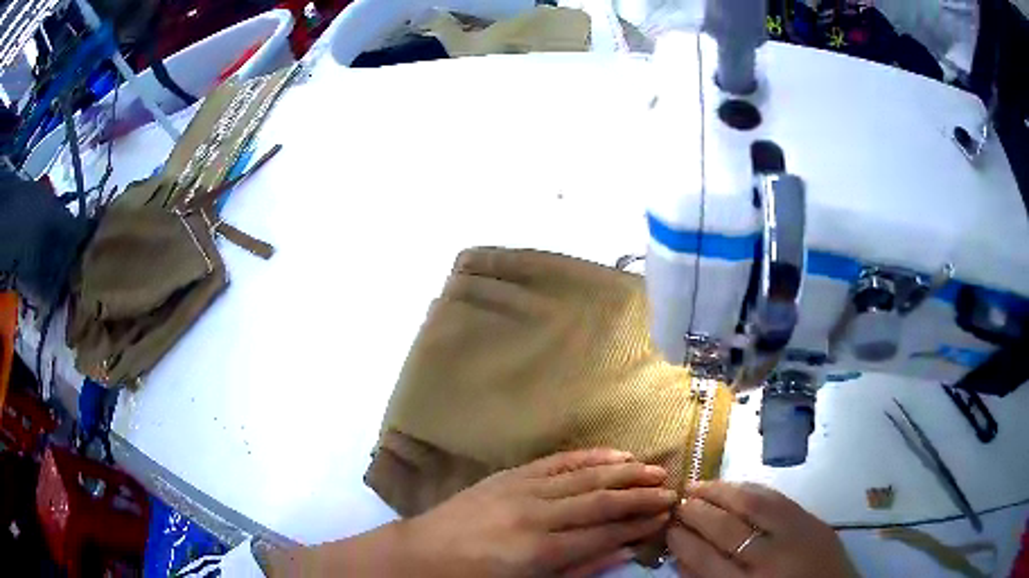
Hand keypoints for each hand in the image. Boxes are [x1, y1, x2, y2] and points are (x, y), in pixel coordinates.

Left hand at [399, 448, 675, 576]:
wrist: (423, 553)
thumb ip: (580, 569)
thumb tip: (624, 550)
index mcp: (541, 550)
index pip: (604, 532)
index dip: (638, 524)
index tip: (665, 516)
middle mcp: (537, 514)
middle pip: (601, 501)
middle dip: (639, 496)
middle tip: (671, 490)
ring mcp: (521, 489)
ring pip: (584, 476)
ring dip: (622, 472)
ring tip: (652, 469)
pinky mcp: (509, 475)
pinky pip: (556, 461)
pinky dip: (588, 456)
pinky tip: (612, 453)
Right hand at [668, 481, 857, 577]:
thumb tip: (683, 556)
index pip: (703, 559)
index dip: (681, 540)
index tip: (668, 526)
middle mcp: (769, 560)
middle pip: (725, 528)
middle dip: (697, 512)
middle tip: (679, 500)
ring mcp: (795, 535)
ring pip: (752, 505)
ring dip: (721, 492)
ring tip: (699, 484)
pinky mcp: (813, 520)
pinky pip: (778, 498)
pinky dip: (752, 488)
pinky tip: (736, 485)